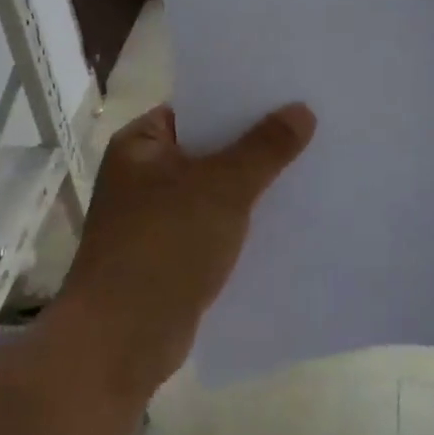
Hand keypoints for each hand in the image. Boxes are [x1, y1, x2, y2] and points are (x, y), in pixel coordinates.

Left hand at [52, 103, 315, 403]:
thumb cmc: (163, 247)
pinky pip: (216, 225)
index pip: (197, 107)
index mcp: (141, 144)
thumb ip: (264, 148)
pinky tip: (287, 218)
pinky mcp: (172, 254)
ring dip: (254, 185)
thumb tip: (302, 110)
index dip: (241, 99)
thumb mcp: (221, 188)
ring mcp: (157, 217)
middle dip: (256, 143)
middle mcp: (145, 175)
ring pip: (216, 189)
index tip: (289, 93)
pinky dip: (245, 221)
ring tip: (311, 167)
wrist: (120, 342)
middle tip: (313, 127)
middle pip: (210, 148)